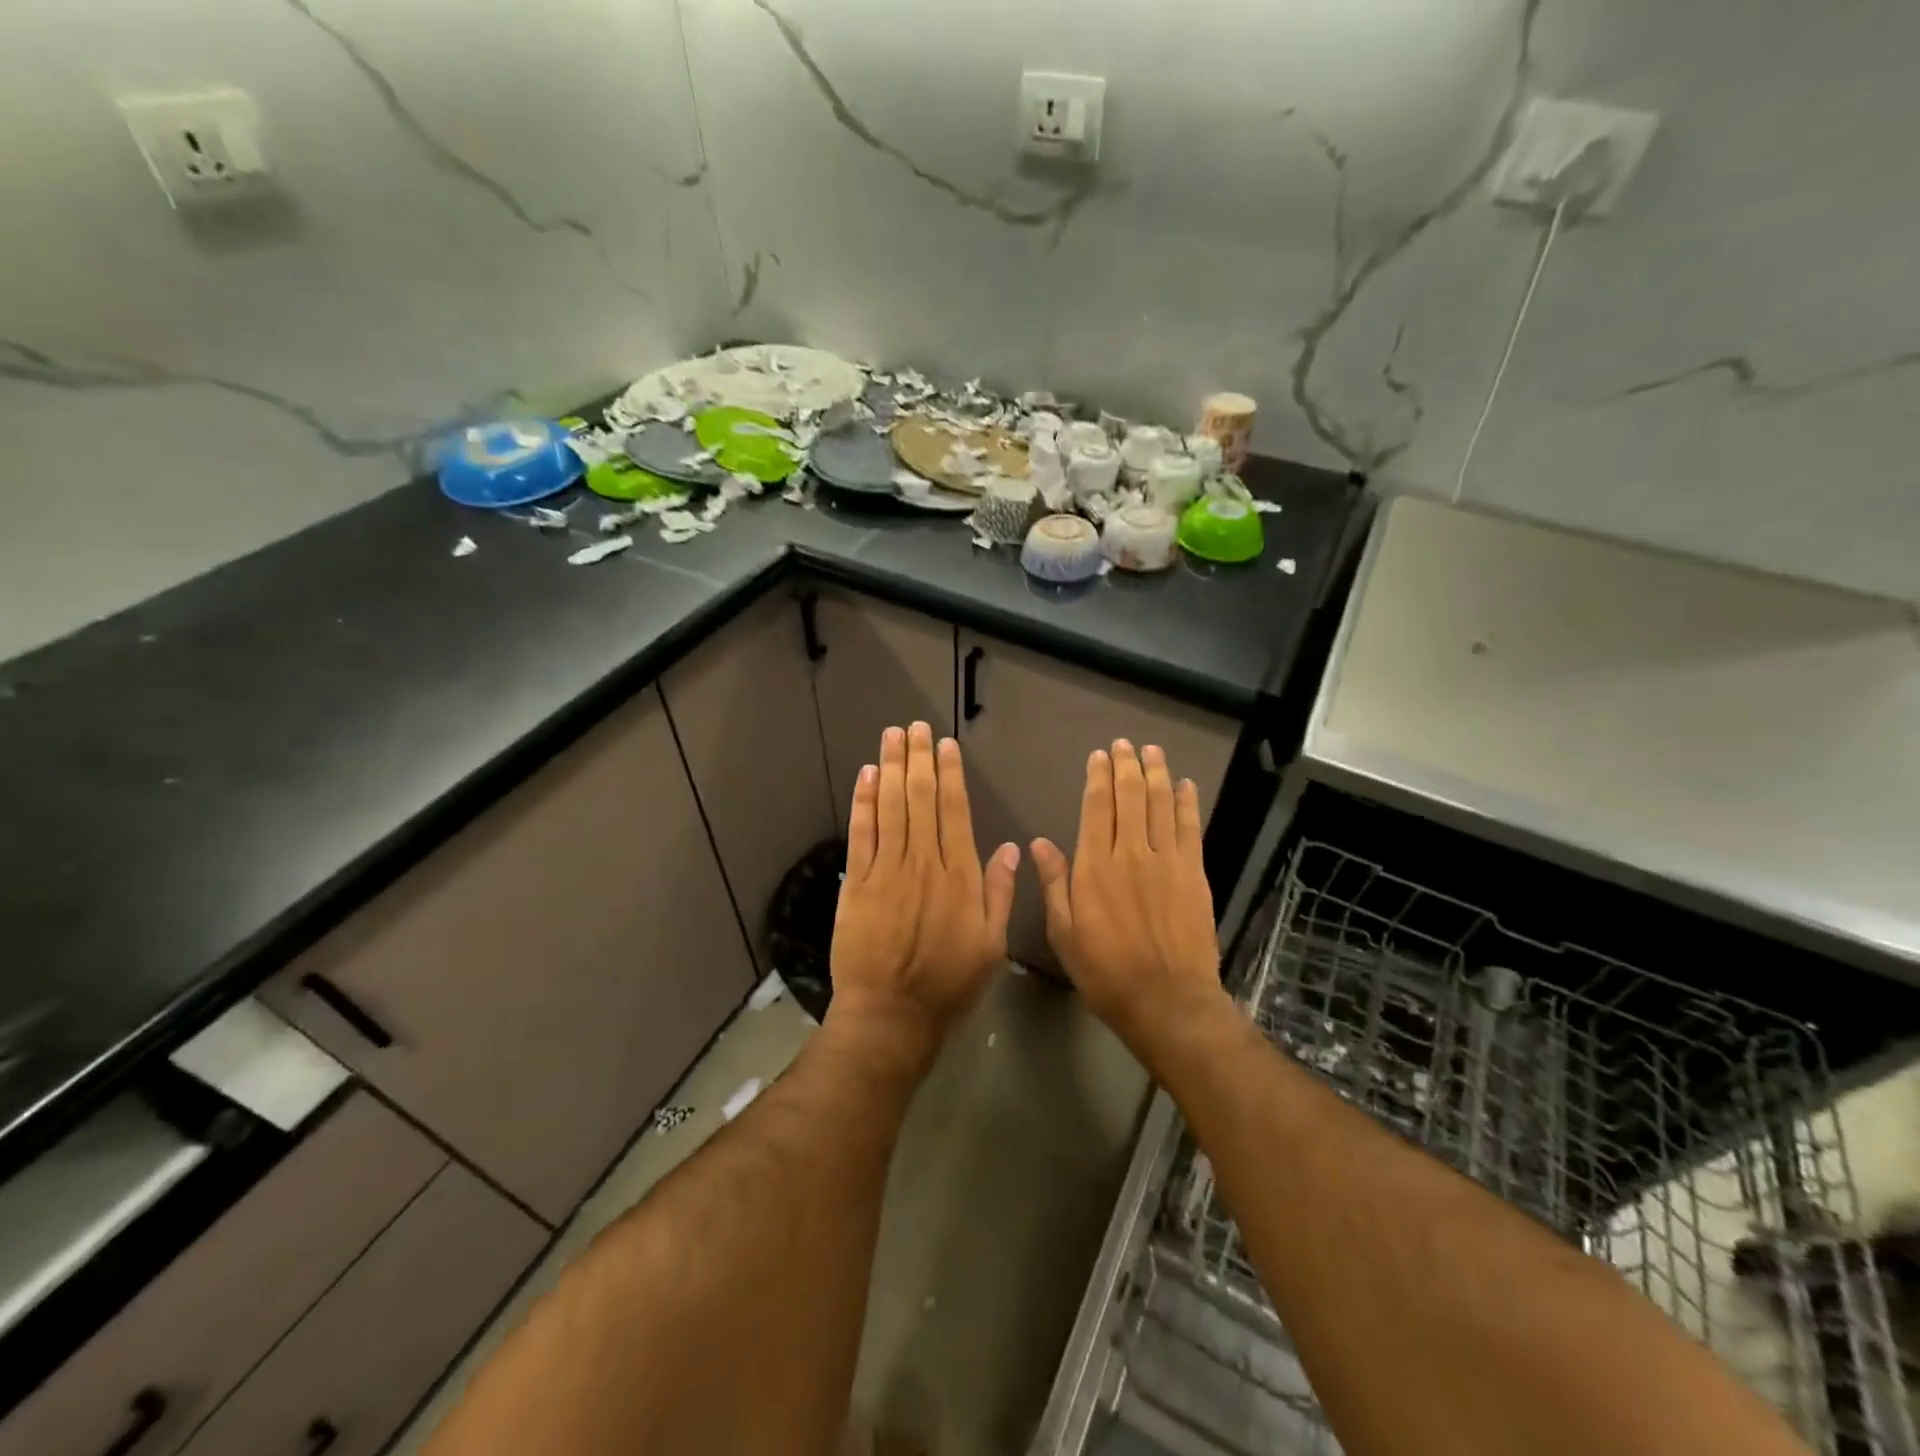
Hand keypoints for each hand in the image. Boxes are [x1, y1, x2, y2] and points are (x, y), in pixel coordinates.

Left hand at [828, 722, 1018, 1066]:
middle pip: (920, 799)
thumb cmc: (949, 984)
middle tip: (915, 726)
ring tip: (892, 736)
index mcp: (960, 876)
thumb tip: (1010, 846)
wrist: (891, 1014)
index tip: (946, 746)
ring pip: (891, 807)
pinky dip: (864, 801)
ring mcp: (886, 870)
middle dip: (919, 759)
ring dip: (891, 767)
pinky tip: (867, 775)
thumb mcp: (991, 945)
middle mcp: (924, 863)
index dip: (950, 774)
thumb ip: (1000, 893)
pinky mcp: (857, 883)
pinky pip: (861, 833)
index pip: (955, 811)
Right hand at [1031, 741, 1222, 1053]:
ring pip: (1161, 804)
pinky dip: (1187, 803)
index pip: (1096, 808)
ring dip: (1157, 774)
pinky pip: (1190, 828)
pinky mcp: (1193, 874)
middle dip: (1127, 765)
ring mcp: (1167, 861)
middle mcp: (1131, 853)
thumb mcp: (1063, 933)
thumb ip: (1054, 883)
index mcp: (1095, 866)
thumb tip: (1038, 842)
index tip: (1098, 755)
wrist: (1167, 1001)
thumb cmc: (1105, 972)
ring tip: (1152, 751)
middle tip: (1125, 744)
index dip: (1098, 777)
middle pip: (1130, 797)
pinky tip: (1186, 785)